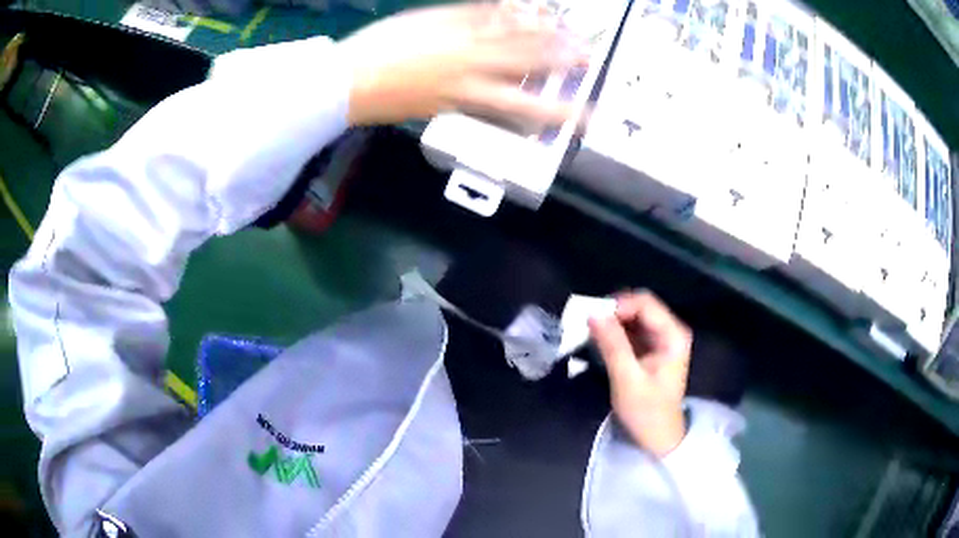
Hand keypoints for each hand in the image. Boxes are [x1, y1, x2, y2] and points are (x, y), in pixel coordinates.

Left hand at [339, 3, 587, 125]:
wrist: (347, 79)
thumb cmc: (385, 100)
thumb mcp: (431, 107)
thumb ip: (465, 96)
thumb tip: (493, 90)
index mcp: (467, 96)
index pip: (523, 105)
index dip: (556, 110)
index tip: (583, 114)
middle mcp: (470, 66)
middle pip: (525, 61)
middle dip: (559, 58)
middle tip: (588, 55)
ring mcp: (457, 37)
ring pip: (508, 32)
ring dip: (541, 28)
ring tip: (567, 25)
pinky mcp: (443, 17)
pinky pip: (482, 12)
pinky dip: (506, 9)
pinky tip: (526, 6)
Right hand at [589, 292, 691, 456]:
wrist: (658, 438)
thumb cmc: (647, 412)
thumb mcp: (627, 380)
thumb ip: (612, 345)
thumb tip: (593, 314)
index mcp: (673, 335)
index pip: (645, 303)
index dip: (618, 305)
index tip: (592, 319)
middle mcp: (670, 331)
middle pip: (639, 306)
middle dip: (612, 313)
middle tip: (587, 326)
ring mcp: (660, 339)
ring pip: (632, 317)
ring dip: (611, 322)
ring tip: (590, 334)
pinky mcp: (650, 349)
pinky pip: (630, 330)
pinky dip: (614, 333)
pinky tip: (599, 342)